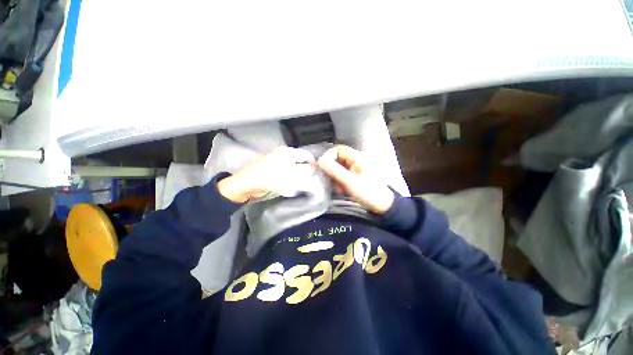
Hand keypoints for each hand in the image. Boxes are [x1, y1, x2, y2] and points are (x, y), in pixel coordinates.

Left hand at [218, 146, 315, 202]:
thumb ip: (304, 171)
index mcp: (287, 152)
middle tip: (312, 179)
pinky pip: (289, 170)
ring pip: (295, 165)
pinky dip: (293, 175)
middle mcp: (284, 153)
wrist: (247, 185)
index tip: (318, 174)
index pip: (306, 155)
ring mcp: (279, 160)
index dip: (314, 164)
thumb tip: (314, 168)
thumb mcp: (290, 176)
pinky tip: (294, 182)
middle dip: (307, 169)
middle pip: (301, 160)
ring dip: (300, 173)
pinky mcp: (275, 167)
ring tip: (304, 182)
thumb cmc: (269, 179)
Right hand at [317, 145, 394, 213]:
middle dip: (331, 169)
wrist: (382, 205)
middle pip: (338, 158)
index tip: (323, 167)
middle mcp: (356, 160)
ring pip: (339, 167)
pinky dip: (340, 181)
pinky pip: (343, 175)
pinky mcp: (355, 176)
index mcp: (357, 157)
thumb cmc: (367, 192)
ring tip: (336, 187)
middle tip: (329, 179)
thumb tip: (320, 161)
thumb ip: (334, 170)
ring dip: (335, 177)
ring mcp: (356, 169)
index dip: (329, 156)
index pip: (338, 149)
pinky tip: (341, 190)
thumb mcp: (349, 181)